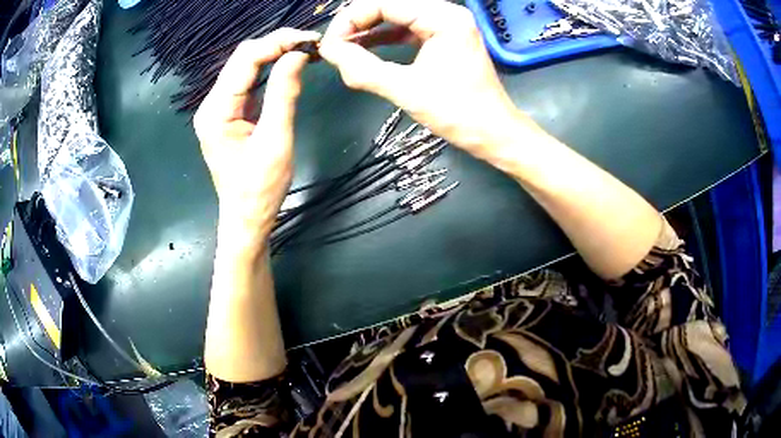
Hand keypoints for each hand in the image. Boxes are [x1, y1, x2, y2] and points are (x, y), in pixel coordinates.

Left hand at [194, 29, 320, 250]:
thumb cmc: (260, 188)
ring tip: (306, 51)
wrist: (246, 218)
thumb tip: (299, 55)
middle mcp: (212, 104)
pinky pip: (249, 82)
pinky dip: (270, 70)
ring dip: (275, 55)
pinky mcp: (230, 113)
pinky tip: (290, 66)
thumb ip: (284, 94)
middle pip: (243, 58)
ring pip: (246, 67)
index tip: (311, 40)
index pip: (246, 59)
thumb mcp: (276, 140)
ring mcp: (219, 108)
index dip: (278, 43)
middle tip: (311, 44)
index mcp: (217, 110)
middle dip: (277, 45)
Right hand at [319, 0, 529, 159]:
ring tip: (342, 49)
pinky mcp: (443, 38)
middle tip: (334, 47)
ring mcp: (446, 24)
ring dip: (368, 31)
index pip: (384, 3)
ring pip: (395, 17)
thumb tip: (327, 51)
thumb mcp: (406, 90)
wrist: (493, 132)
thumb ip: (362, 68)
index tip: (329, 45)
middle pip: (389, 6)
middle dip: (357, 24)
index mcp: (442, 17)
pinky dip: (383, 39)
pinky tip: (363, 49)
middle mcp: (445, 13)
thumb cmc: (457, 113)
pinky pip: (406, 30)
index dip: (350, 20)